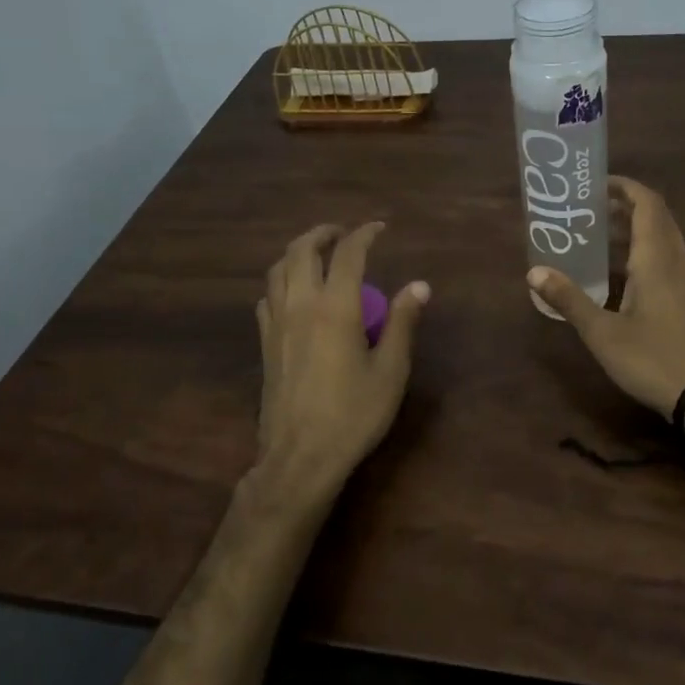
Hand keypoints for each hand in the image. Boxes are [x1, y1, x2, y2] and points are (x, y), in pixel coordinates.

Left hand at [254, 222, 429, 505]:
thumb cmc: (353, 414)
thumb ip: (402, 323)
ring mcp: (277, 323)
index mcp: (336, 307)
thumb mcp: (390, 371)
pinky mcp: (265, 343)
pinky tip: (293, 294)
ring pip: (277, 270)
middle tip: (343, 233)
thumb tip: (419, 286)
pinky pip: (267, 297)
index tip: (379, 228)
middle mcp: (301, 305)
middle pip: (301, 250)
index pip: (348, 254)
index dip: (364, 234)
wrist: (301, 457)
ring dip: (297, 252)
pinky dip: (281, 282)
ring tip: (317, 255)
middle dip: (322, 233)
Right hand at [527, 176, 684, 420]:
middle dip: (622, 205)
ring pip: (661, 238)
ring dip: (632, 229)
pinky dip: (641, 251)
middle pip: (655, 216)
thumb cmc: (653, 358)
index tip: (594, 184)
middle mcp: (676, 260)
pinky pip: (665, 259)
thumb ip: (569, 299)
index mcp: (657, 258)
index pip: (646, 203)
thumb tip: (534, 271)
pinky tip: (616, 273)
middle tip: (586, 208)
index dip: (624, 187)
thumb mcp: (602, 332)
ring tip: (594, 235)